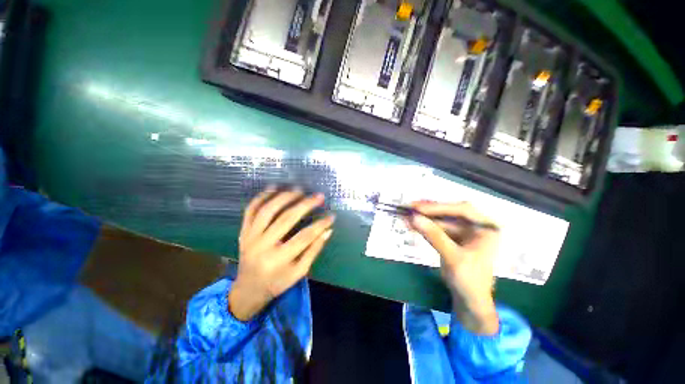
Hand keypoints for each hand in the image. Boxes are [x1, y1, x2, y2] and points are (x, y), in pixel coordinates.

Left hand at [228, 187, 334, 320]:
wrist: (247, 290)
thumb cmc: (277, 282)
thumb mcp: (299, 272)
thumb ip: (314, 250)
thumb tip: (328, 230)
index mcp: (279, 260)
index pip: (305, 237)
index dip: (320, 224)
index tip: (332, 215)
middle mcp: (263, 246)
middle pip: (286, 219)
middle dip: (305, 205)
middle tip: (319, 196)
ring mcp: (250, 237)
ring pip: (268, 210)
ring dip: (284, 197)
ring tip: (299, 189)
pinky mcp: (243, 231)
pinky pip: (250, 210)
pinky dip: (261, 197)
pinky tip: (274, 188)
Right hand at [409, 202, 499, 334]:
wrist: (469, 301)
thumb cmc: (470, 280)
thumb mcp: (453, 257)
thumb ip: (434, 236)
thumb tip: (414, 218)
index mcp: (486, 228)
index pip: (463, 210)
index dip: (439, 207)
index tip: (419, 207)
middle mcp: (475, 226)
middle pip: (449, 213)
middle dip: (428, 211)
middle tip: (409, 208)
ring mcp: (463, 232)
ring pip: (440, 220)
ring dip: (423, 219)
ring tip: (405, 216)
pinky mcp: (452, 238)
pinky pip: (436, 229)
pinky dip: (423, 227)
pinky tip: (411, 224)